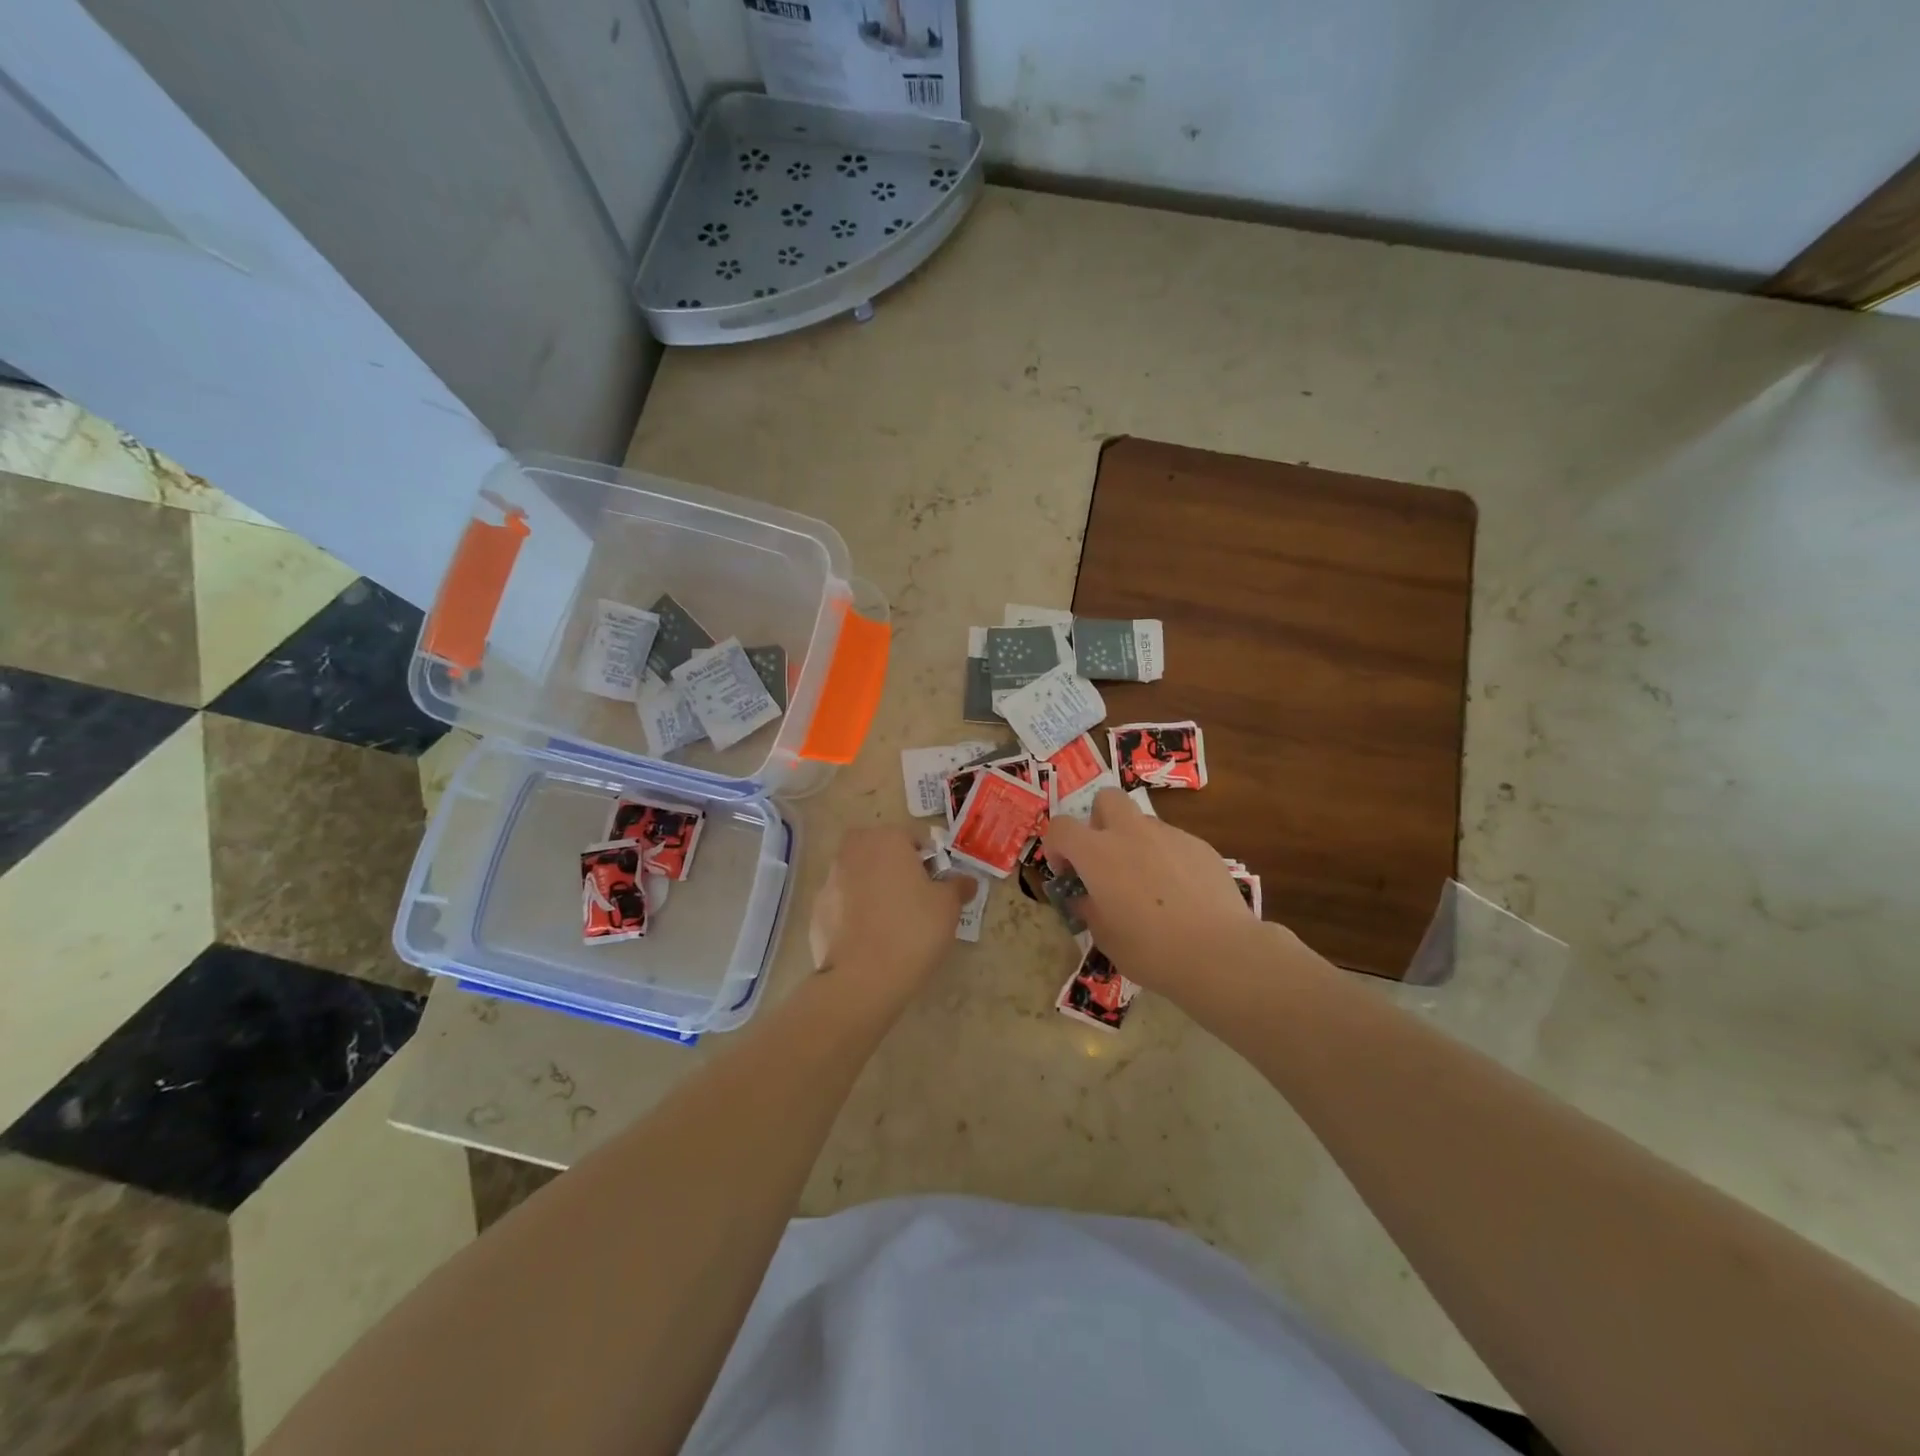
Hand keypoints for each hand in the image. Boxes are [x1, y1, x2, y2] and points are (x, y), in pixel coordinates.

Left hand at [809, 827, 968, 1007]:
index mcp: (886, 839)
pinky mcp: (816, 911)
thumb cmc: (913, 930)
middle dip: (896, 868)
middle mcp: (853, 851)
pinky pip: (843, 904)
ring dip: (873, 889)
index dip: (929, 861)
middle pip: (881, 851)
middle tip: (914, 898)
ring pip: (859, 876)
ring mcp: (829, 880)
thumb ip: (957, 886)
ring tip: (891, 922)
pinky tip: (869, 939)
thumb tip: (966, 881)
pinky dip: (855, 914)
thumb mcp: (948, 907)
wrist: (862, 978)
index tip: (937, 885)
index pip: (913, 839)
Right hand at [1042, 789, 1276, 1000]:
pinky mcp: (1200, 846)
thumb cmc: (1152, 950)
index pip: (1060, 827)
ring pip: (1142, 822)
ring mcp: (1169, 835)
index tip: (1067, 872)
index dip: (1056, 846)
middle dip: (1099, 820)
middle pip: (1107, 798)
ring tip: (1148, 883)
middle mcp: (1131, 833)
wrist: (1220, 952)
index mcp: (1098, 854)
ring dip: (1135, 842)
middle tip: (1105, 858)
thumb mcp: (1107, 938)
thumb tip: (1086, 899)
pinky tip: (1181, 893)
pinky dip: (1167, 858)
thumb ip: (1090, 910)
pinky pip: (1173, 842)